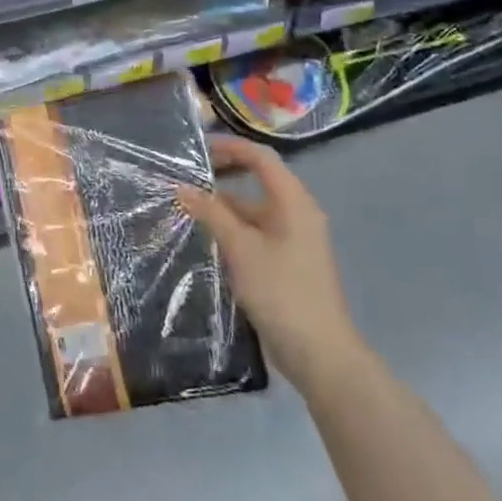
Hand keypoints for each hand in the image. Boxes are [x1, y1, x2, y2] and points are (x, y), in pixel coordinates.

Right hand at [178, 135, 367, 396]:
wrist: (320, 353)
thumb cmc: (281, 291)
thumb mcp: (240, 248)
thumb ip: (211, 213)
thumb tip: (182, 187)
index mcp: (294, 202)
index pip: (261, 158)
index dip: (229, 147)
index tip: (196, 149)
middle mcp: (297, 213)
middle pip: (258, 179)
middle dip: (223, 174)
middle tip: (187, 175)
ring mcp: (293, 238)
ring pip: (254, 208)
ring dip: (224, 204)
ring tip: (187, 205)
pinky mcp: (286, 261)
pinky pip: (256, 230)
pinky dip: (232, 226)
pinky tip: (206, 235)